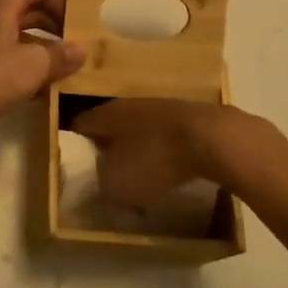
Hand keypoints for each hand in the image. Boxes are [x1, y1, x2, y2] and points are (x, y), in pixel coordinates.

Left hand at [0, 0, 84, 146]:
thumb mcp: (33, 65)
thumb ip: (60, 55)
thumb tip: (81, 50)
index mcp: (3, 4)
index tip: (77, 26)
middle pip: (33, 7)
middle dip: (57, 24)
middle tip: (79, 46)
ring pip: (24, 33)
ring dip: (47, 47)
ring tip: (69, 68)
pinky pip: (14, 54)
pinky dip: (31, 64)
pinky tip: (48, 88)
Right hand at [71, 97, 239, 207]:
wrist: (213, 138)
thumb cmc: (155, 159)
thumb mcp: (117, 184)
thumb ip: (100, 184)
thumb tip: (98, 182)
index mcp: (106, 114)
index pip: (79, 126)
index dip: (75, 147)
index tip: (77, 170)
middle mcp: (128, 104)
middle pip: (110, 127)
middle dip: (107, 150)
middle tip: (107, 176)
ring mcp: (159, 107)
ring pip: (138, 131)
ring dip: (137, 151)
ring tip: (141, 178)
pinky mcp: (186, 117)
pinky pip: (164, 137)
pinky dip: (163, 153)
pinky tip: (171, 172)